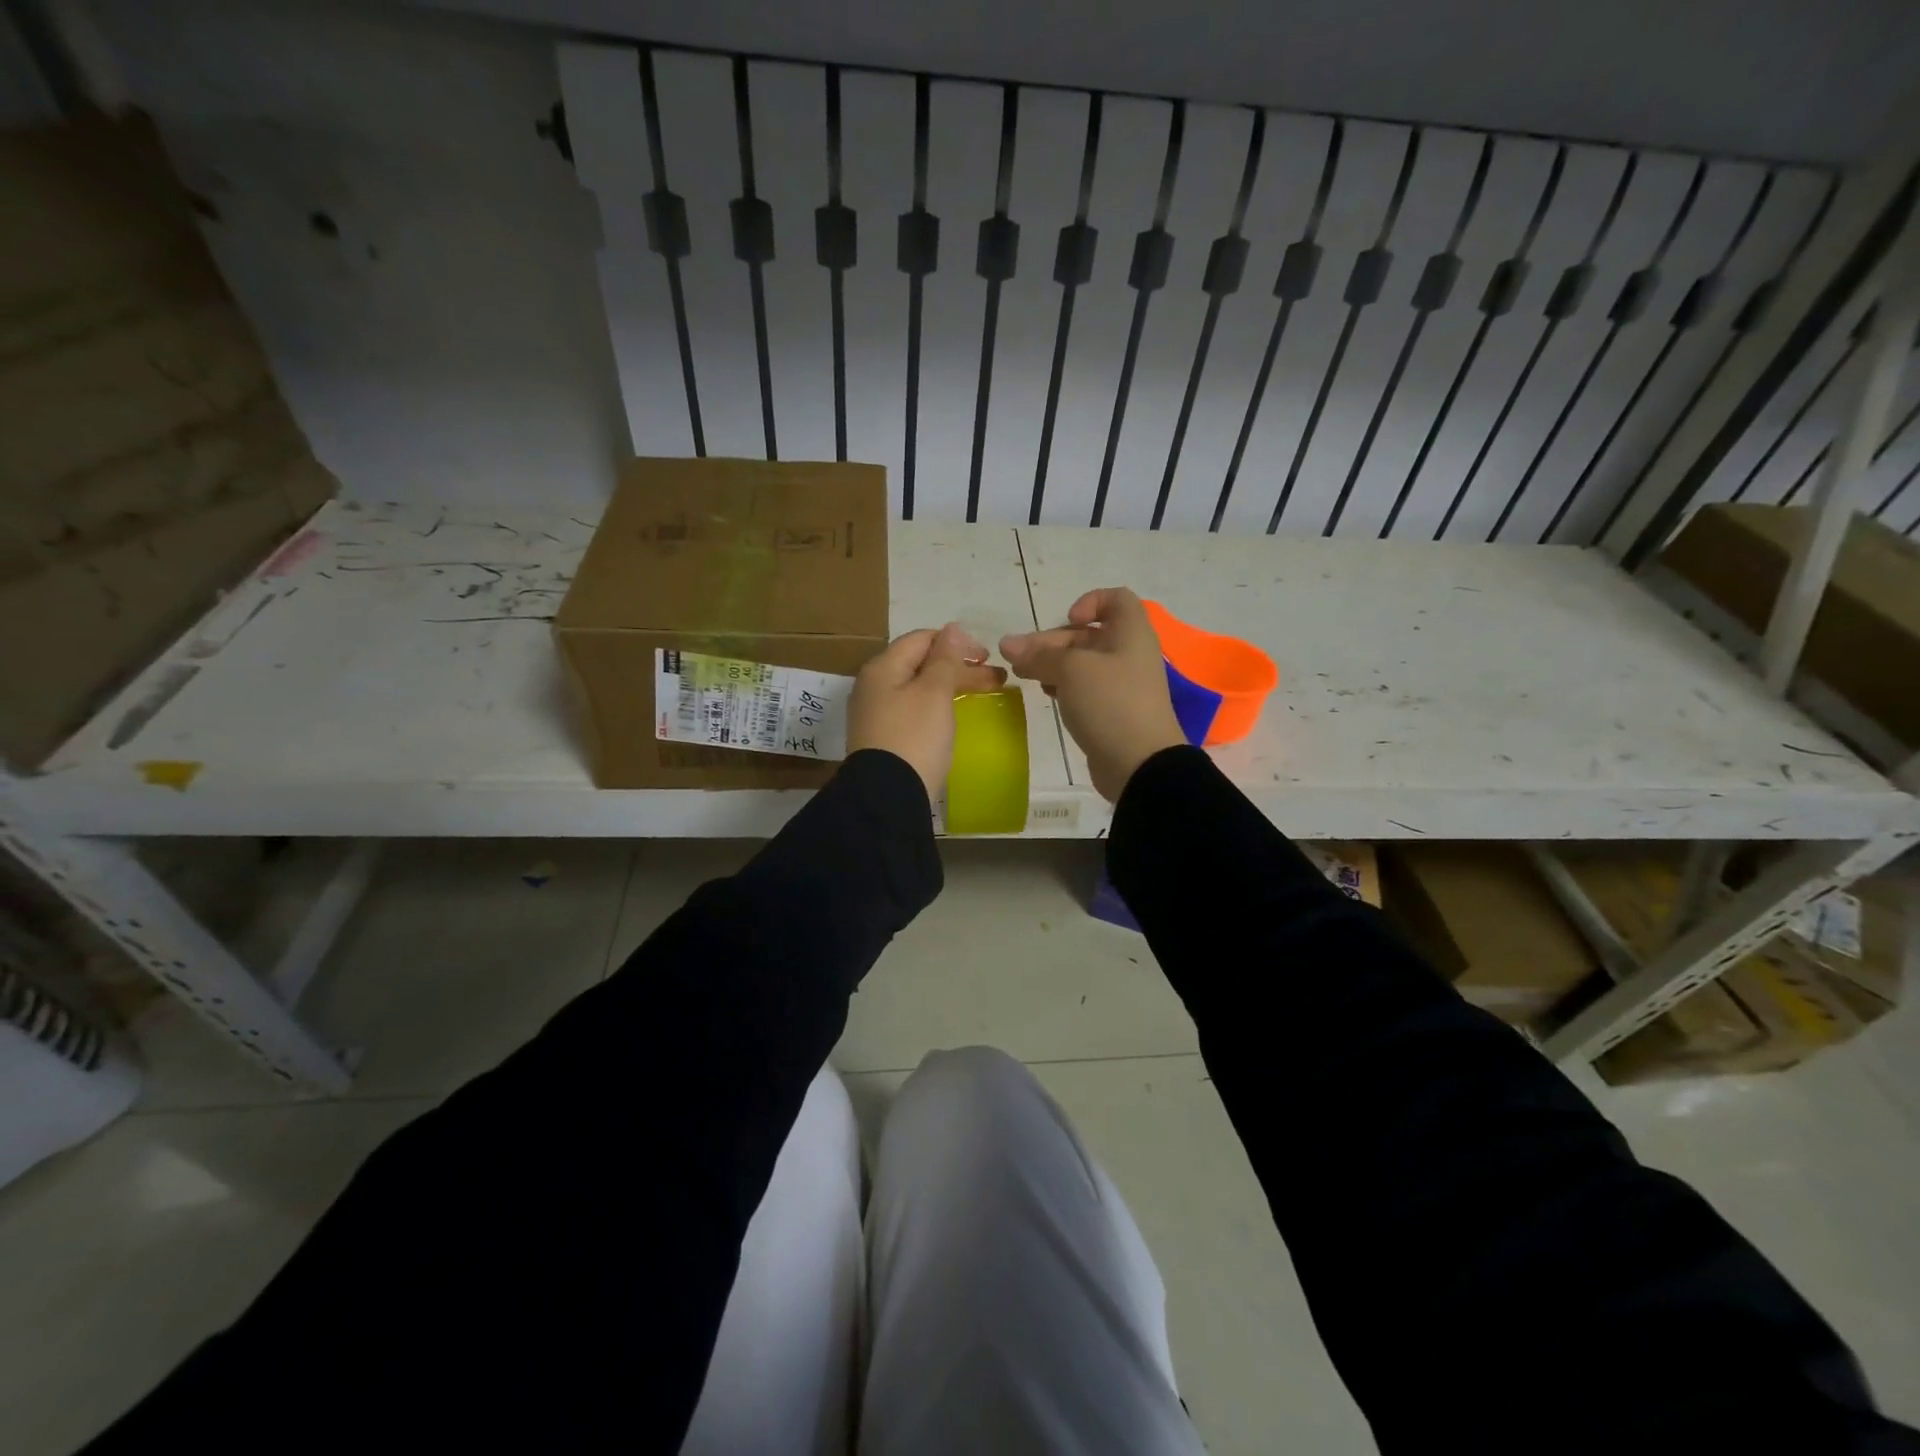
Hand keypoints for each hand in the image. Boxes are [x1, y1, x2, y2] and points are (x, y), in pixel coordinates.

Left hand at [848, 624, 1006, 797]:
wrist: (888, 797)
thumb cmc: (915, 738)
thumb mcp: (934, 693)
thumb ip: (945, 659)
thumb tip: (952, 629)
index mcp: (883, 667)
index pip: (922, 639)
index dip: (957, 643)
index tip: (987, 658)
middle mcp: (873, 685)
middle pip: (920, 664)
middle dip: (959, 667)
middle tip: (996, 680)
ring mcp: (875, 713)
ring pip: (918, 688)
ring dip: (950, 686)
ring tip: (980, 695)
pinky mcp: (883, 738)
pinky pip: (912, 710)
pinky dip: (937, 706)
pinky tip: (952, 715)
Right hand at [1000, 587, 1185, 801]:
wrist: (1140, 764)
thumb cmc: (1111, 703)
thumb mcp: (1071, 670)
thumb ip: (1038, 655)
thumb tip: (1007, 644)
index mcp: (1131, 633)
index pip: (1116, 599)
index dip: (1090, 602)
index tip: (1067, 620)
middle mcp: (1129, 653)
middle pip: (1088, 634)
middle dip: (1052, 641)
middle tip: (1017, 657)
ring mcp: (1122, 685)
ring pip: (1082, 663)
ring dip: (1052, 664)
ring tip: (1022, 675)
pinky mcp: (1112, 711)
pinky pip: (1085, 689)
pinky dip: (1064, 686)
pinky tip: (1046, 694)